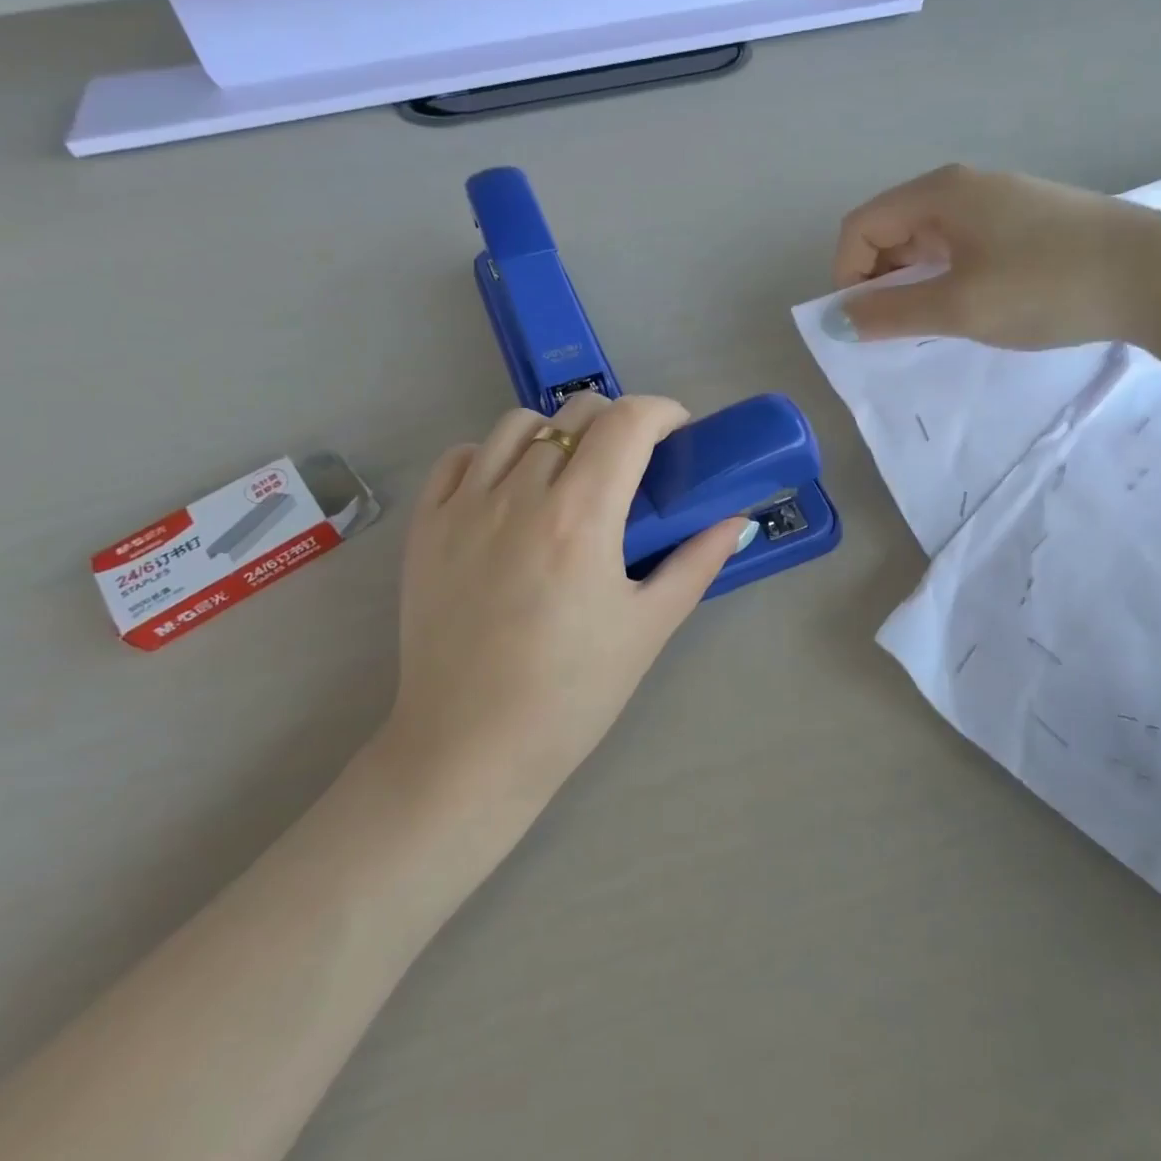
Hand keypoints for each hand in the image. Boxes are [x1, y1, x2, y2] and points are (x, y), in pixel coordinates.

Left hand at [386, 393, 749, 811]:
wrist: (470, 748)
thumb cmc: (572, 694)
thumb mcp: (649, 628)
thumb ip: (696, 563)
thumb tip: (735, 520)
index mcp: (580, 517)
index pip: (626, 422)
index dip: (662, 412)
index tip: (679, 434)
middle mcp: (518, 495)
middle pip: (576, 414)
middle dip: (618, 422)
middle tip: (634, 464)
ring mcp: (463, 507)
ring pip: (516, 425)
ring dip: (557, 433)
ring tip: (570, 475)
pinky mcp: (425, 527)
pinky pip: (461, 459)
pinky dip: (494, 456)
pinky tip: (511, 491)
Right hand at [827, 163, 1160, 349]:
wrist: (1157, 276)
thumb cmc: (1046, 286)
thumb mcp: (958, 306)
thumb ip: (890, 313)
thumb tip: (836, 320)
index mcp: (940, 193)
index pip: (860, 226)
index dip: (846, 275)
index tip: (864, 322)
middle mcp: (963, 187)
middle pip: (890, 230)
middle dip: (878, 281)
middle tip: (897, 328)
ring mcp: (998, 202)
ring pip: (926, 241)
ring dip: (913, 283)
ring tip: (934, 322)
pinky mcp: (1025, 222)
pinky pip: (960, 247)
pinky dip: (946, 278)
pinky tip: (971, 306)